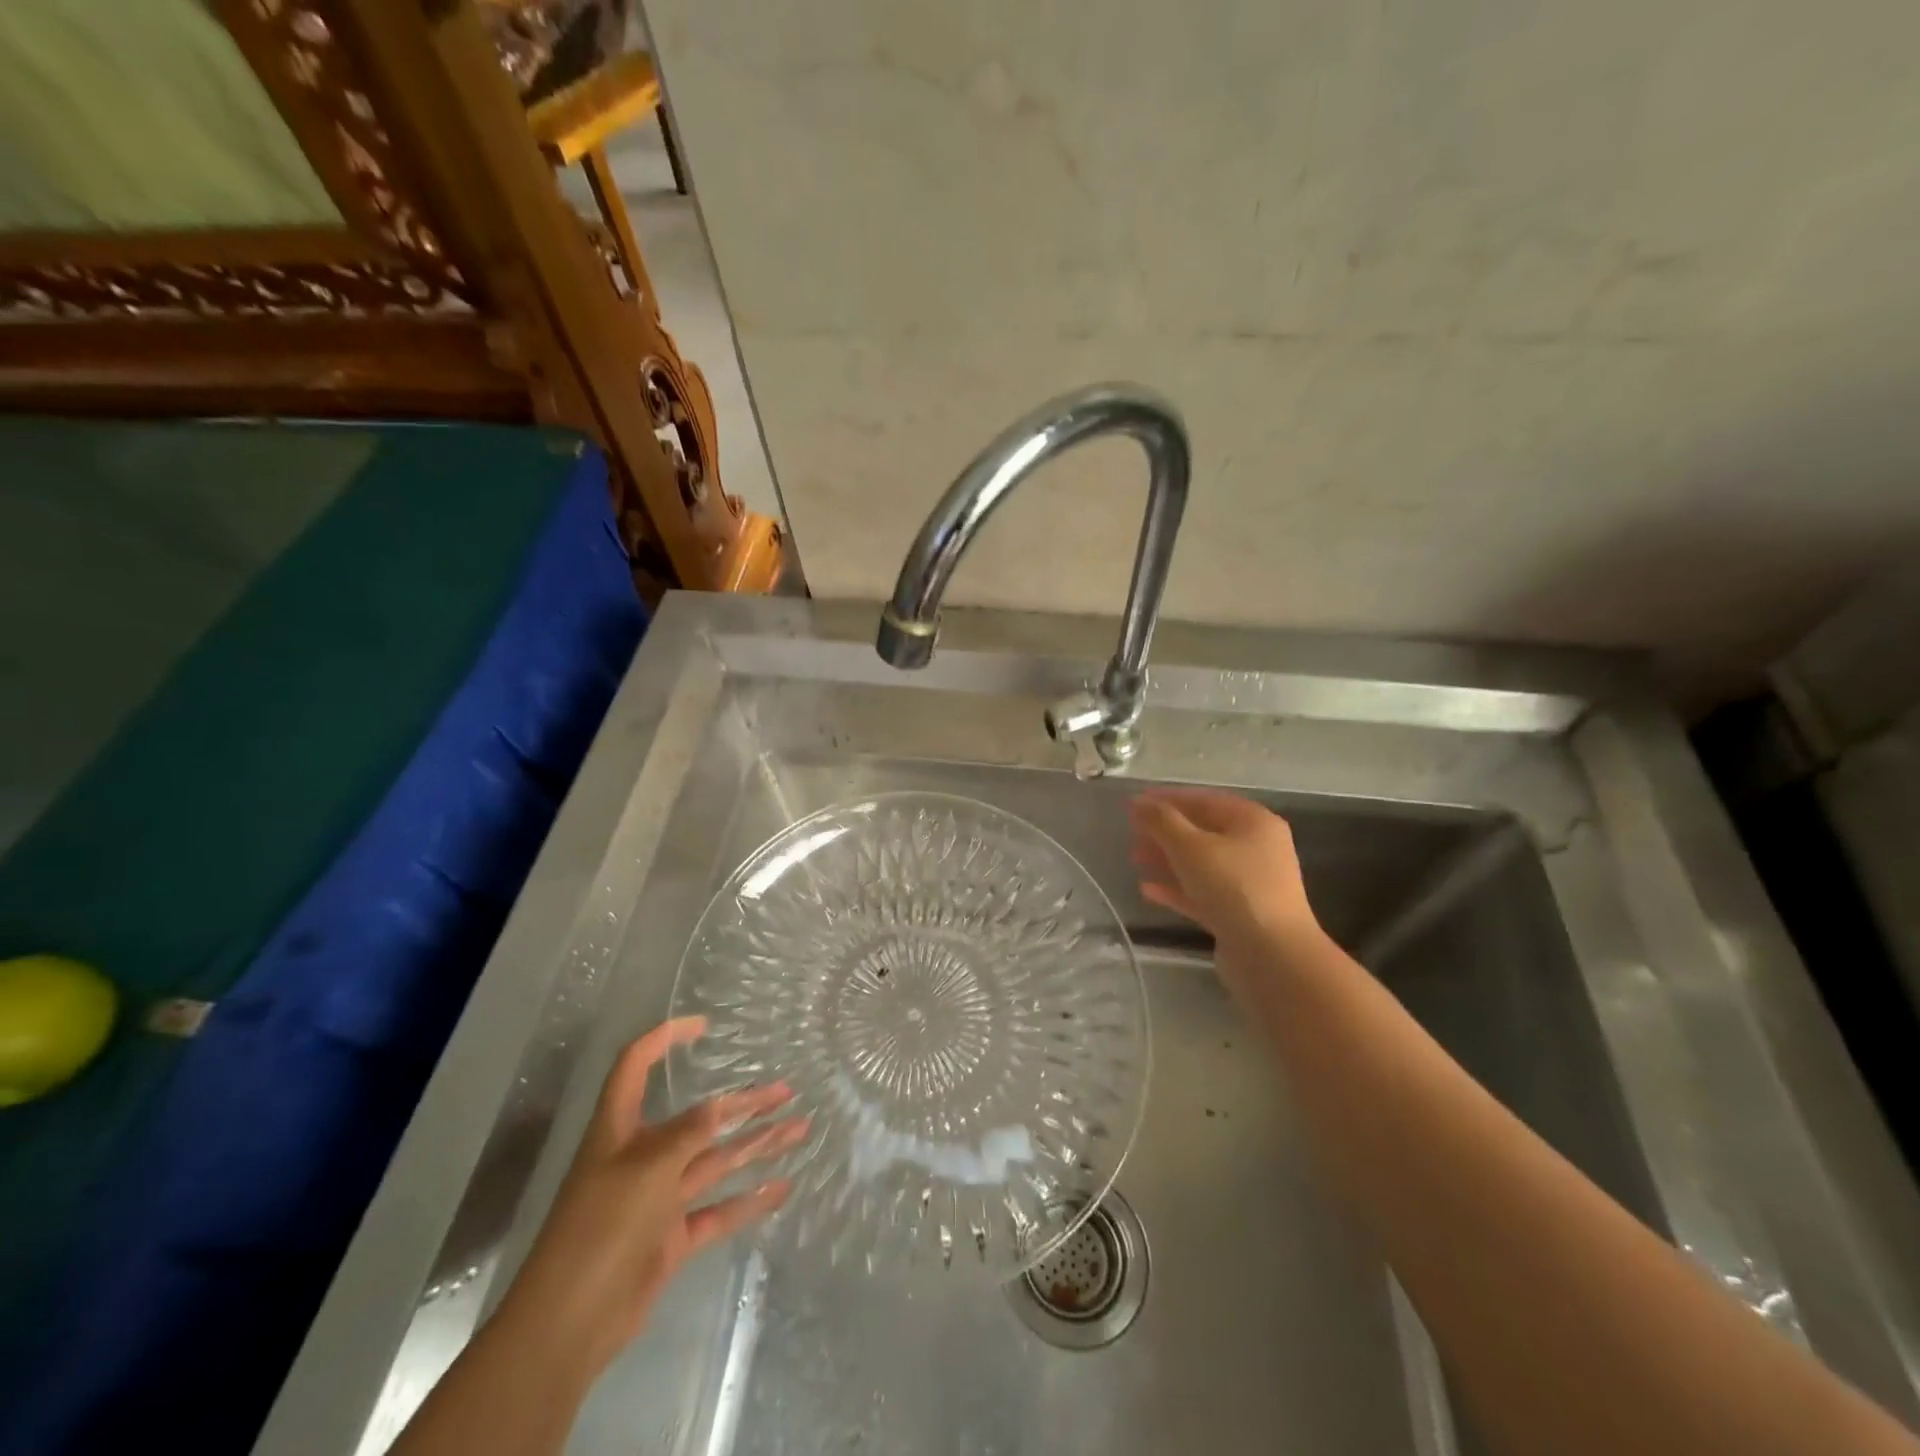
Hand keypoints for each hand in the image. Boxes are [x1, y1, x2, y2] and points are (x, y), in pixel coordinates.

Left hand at [494, 1017, 807, 1377]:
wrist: (569, 1324)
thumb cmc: (600, 1227)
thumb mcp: (647, 1167)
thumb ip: (689, 1133)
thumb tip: (721, 1106)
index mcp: (619, 1129)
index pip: (635, 1066)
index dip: (664, 1039)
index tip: (704, 1026)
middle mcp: (641, 1156)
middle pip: (698, 1117)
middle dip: (742, 1103)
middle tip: (786, 1091)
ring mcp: (658, 1198)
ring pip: (715, 1161)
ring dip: (756, 1145)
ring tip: (799, 1129)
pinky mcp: (671, 1238)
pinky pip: (717, 1210)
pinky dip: (748, 1199)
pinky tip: (782, 1188)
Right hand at [1129, 789, 1325, 990]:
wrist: (1272, 956)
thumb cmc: (1233, 888)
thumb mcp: (1190, 847)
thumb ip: (1161, 821)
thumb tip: (1138, 802)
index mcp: (1253, 821)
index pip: (1205, 799)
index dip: (1167, 799)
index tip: (1134, 804)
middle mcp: (1257, 847)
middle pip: (1203, 831)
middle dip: (1165, 832)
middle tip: (1131, 833)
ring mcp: (1250, 883)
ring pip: (1201, 863)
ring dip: (1167, 860)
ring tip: (1134, 859)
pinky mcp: (1240, 914)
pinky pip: (1202, 892)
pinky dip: (1177, 888)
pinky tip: (1147, 890)